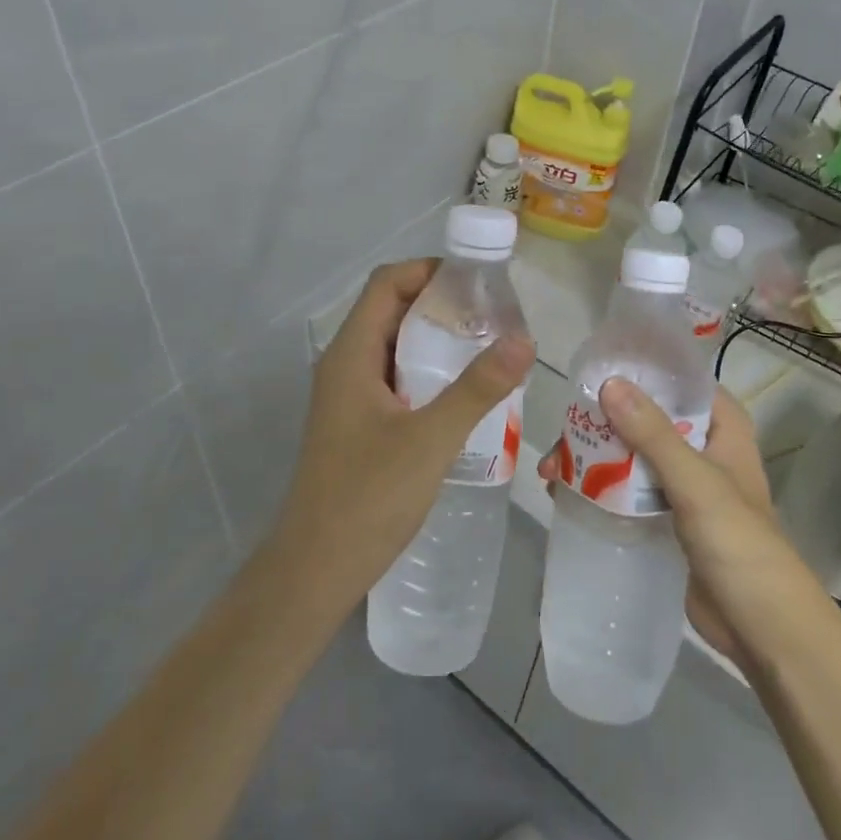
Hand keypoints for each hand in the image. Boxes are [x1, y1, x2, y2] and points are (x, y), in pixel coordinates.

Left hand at [271, 259, 535, 612]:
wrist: (316, 569)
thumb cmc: (368, 497)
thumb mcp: (431, 438)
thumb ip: (478, 388)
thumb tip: (524, 339)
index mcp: (350, 354)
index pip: (386, 284)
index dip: (428, 270)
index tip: (478, 280)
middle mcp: (344, 365)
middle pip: (391, 311)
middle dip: (440, 304)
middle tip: (494, 315)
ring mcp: (348, 396)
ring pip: (394, 347)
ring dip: (436, 340)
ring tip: (487, 348)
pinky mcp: (357, 424)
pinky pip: (395, 379)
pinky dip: (428, 372)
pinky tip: (463, 394)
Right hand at [539, 380, 803, 662]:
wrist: (759, 626)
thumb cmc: (738, 542)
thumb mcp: (695, 481)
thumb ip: (652, 433)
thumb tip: (610, 384)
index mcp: (722, 427)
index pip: (679, 381)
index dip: (639, 371)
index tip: (593, 371)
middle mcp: (702, 447)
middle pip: (646, 418)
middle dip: (601, 423)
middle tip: (560, 433)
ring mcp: (683, 484)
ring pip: (631, 454)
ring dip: (592, 457)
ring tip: (551, 470)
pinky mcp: (666, 516)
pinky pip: (627, 489)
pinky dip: (598, 487)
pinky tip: (563, 492)